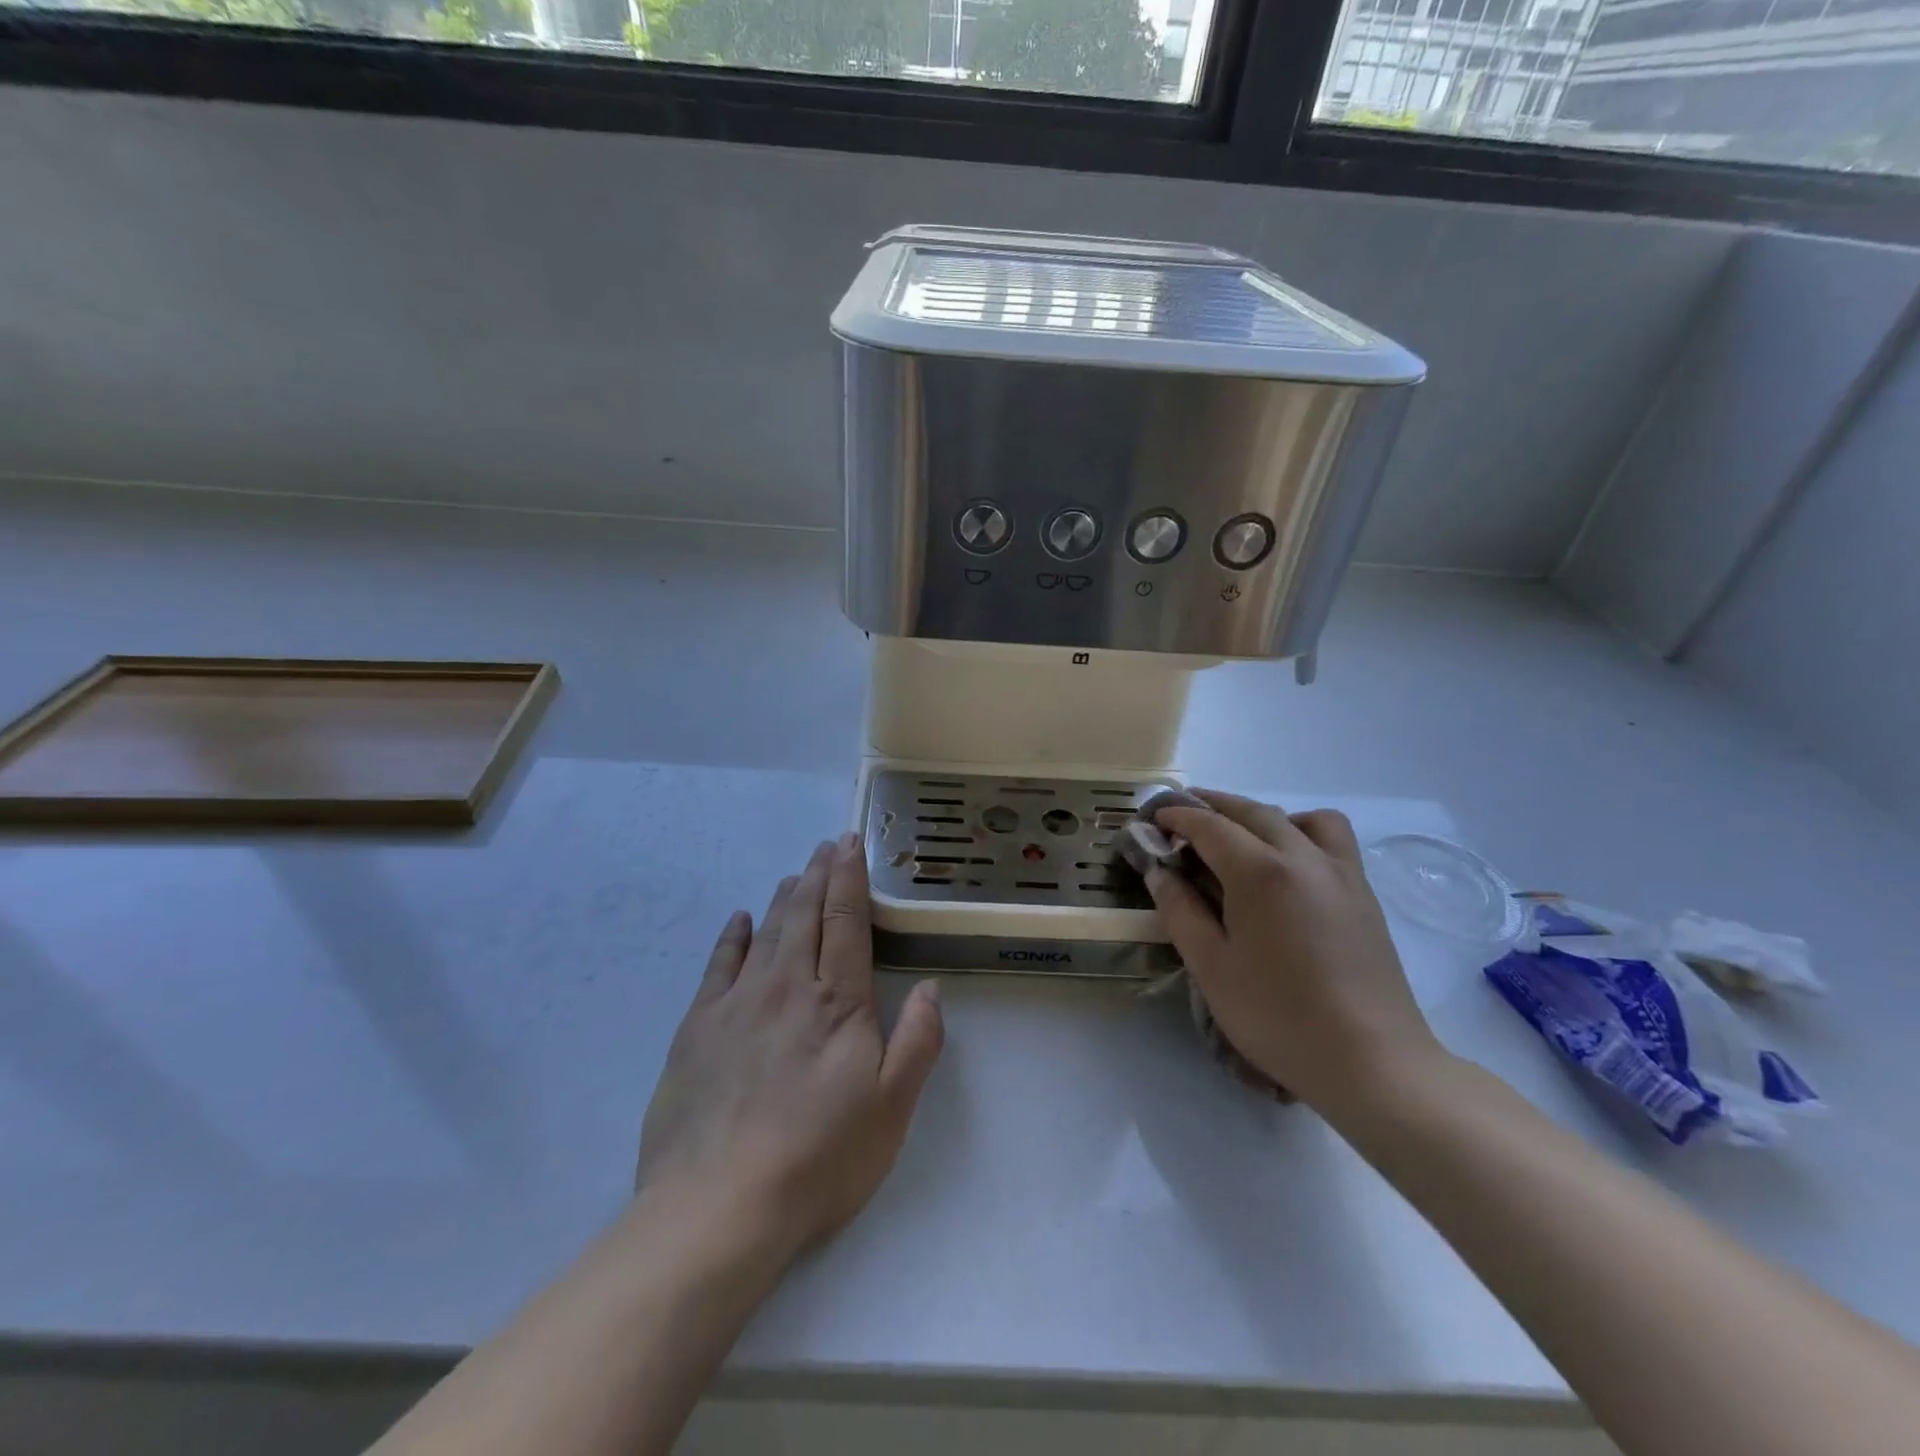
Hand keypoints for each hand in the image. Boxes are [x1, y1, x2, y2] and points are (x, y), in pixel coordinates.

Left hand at [636, 834, 944, 1261]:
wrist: (718, 1206)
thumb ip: (918, 1041)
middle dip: (818, 874)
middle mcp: (787, 986)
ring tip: (794, 874)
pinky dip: (732, 936)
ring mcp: (738, 1003)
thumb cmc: (818, 1158)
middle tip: (826, 845)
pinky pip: (718, 965)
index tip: (850, 843)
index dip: (849, 878)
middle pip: (804, 914)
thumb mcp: (891, 1108)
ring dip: (783, 898)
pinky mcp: (697, 1027)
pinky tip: (739, 919)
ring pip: (766, 932)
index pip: (845, 920)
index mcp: (837, 1002)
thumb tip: (931, 988)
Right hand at [1144, 790, 1441, 1112]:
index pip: (1210, 826)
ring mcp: (1340, 872)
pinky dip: (1302, 832)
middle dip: (1213, 806)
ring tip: (1243, 840)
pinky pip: (1332, 839)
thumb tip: (1159, 872)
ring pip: (1300, 817)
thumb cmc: (1278, 1016)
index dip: (1177, 817)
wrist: (1371, 1062)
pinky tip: (1289, 868)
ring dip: (1263, 816)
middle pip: (1252, 811)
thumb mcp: (1211, 967)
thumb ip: (1180, 911)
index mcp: (1260, 872)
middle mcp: (1303, 857)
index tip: (1153, 819)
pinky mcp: (1363, 893)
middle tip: (1182, 817)